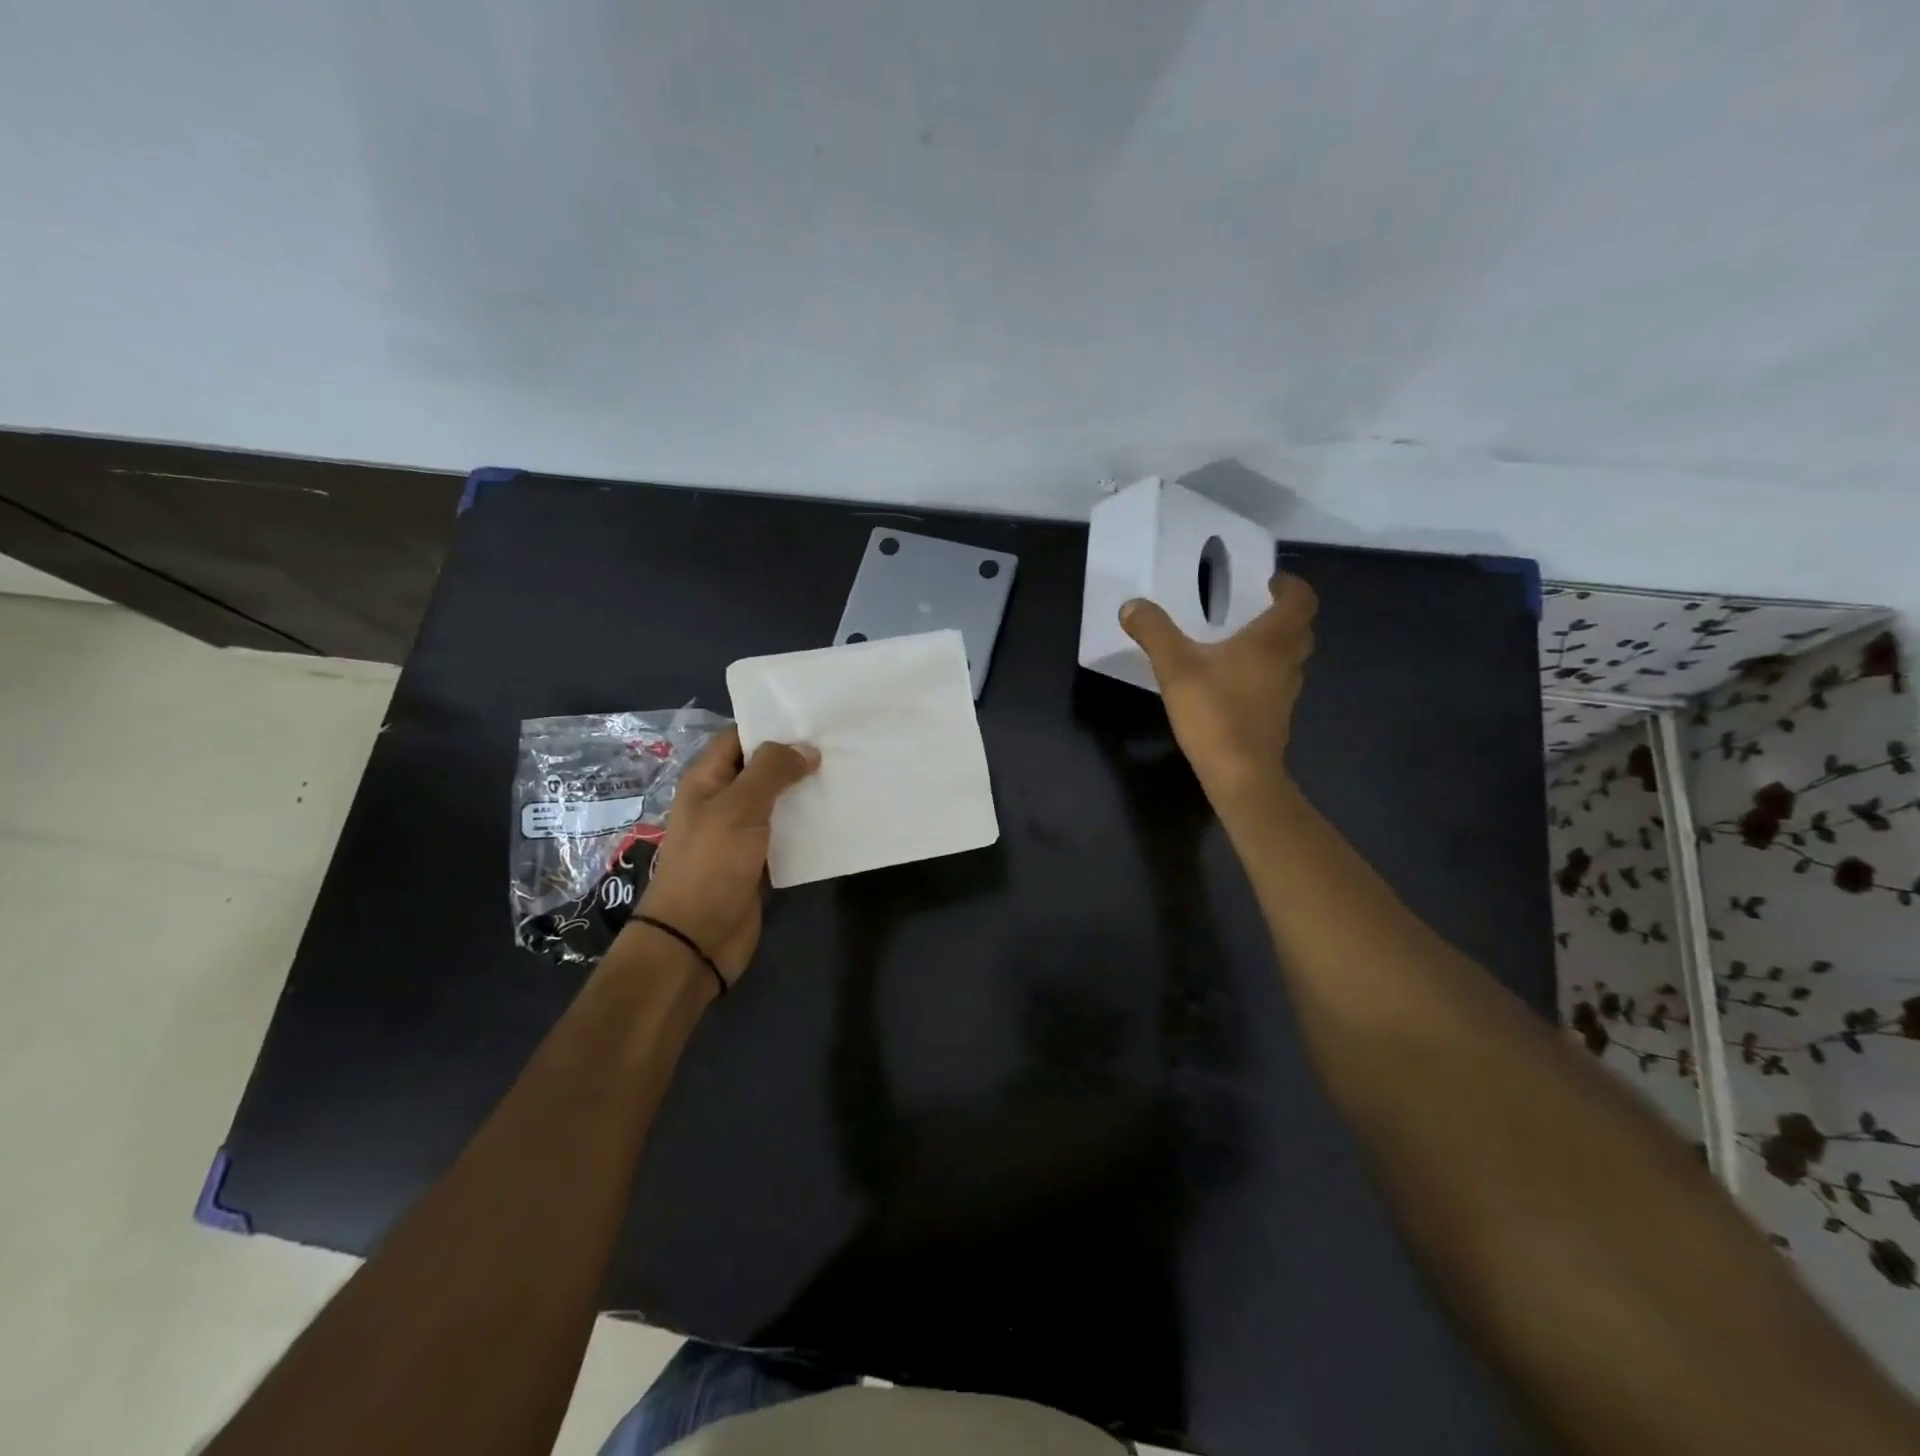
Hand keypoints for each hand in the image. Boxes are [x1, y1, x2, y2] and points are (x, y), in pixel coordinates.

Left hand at [628, 727, 818, 984]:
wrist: (696, 938)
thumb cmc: (711, 865)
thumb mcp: (739, 808)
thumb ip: (771, 772)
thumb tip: (806, 749)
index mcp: (706, 780)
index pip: (738, 738)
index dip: (771, 725)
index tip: (814, 718)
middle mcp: (722, 802)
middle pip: (760, 769)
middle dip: (795, 758)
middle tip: (840, 745)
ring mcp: (739, 833)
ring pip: (776, 802)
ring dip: (804, 792)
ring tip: (846, 776)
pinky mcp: (757, 862)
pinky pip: (784, 834)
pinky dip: (806, 826)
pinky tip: (836, 818)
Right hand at [1119, 574, 1316, 798]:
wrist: (1240, 774)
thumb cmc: (1214, 713)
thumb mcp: (1175, 667)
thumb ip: (1154, 632)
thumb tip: (1131, 606)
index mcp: (1271, 641)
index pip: (1301, 600)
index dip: (1290, 586)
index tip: (1268, 583)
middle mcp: (1287, 663)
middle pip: (1300, 629)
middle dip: (1282, 615)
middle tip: (1254, 610)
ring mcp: (1286, 694)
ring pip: (1291, 659)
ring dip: (1275, 646)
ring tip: (1240, 644)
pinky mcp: (1276, 718)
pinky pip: (1276, 685)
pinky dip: (1263, 675)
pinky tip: (1232, 684)